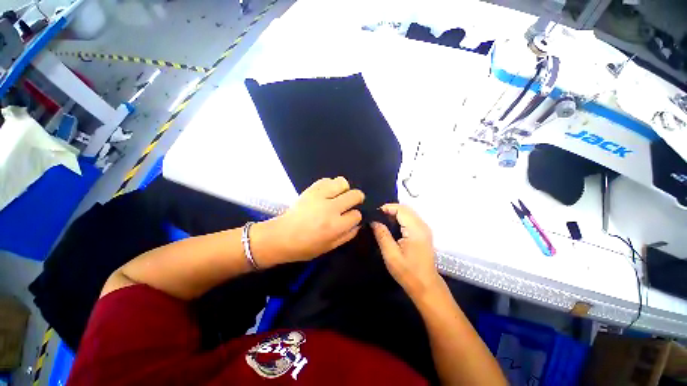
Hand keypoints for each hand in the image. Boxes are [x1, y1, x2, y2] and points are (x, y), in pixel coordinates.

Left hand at [253, 177, 363, 266]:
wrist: (281, 236)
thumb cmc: (305, 246)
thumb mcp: (329, 247)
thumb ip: (347, 236)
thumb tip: (358, 224)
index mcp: (335, 226)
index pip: (356, 215)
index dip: (355, 216)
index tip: (349, 217)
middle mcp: (331, 209)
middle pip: (355, 195)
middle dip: (357, 198)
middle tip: (350, 202)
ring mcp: (320, 196)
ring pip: (342, 182)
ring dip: (344, 189)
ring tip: (338, 195)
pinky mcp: (311, 189)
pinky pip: (327, 180)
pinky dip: (330, 185)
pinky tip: (327, 193)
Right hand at [371, 204, 442, 299]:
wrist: (426, 286)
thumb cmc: (408, 272)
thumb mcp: (391, 254)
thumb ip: (382, 235)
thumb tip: (374, 221)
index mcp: (415, 229)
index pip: (401, 209)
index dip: (387, 208)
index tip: (374, 214)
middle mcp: (422, 225)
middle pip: (405, 209)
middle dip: (390, 210)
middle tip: (376, 218)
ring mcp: (424, 229)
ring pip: (408, 213)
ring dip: (394, 214)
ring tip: (381, 222)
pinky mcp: (423, 233)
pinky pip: (410, 219)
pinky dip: (400, 219)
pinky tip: (391, 227)